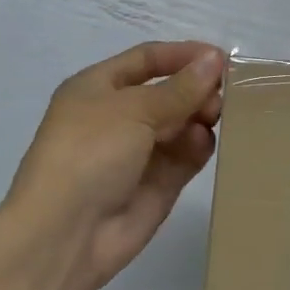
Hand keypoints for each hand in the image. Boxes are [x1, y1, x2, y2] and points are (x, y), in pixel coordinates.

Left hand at [5, 42, 225, 289]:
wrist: (66, 234)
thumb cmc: (90, 153)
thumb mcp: (134, 110)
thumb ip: (180, 87)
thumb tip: (214, 59)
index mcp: (98, 88)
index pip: (147, 59)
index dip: (182, 55)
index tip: (221, 58)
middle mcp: (118, 116)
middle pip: (168, 92)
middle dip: (196, 88)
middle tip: (224, 95)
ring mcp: (138, 152)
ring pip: (181, 124)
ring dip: (200, 116)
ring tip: (215, 118)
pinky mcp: (157, 185)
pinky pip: (185, 156)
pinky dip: (198, 147)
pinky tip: (204, 144)